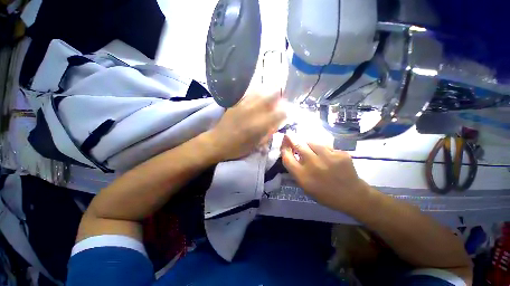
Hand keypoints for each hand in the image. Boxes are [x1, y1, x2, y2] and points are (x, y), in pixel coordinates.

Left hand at [207, 91, 286, 160]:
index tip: (286, 113)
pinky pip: (249, 93)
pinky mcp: (236, 103)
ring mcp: (244, 105)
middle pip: (272, 96)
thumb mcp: (256, 145)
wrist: (217, 142)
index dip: (285, 111)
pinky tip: (258, 95)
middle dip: (280, 97)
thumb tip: (276, 124)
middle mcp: (254, 112)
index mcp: (260, 125)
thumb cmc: (238, 148)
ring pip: (261, 91)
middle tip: (281, 101)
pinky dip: (257, 92)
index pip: (280, 112)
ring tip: (271, 96)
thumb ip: (268, 133)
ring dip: (269, 92)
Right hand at [280, 135, 368, 212]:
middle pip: (298, 145)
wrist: (352, 195)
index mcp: (303, 176)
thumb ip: (297, 171)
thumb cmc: (325, 194)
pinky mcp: (340, 154)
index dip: (284, 148)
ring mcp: (328, 157)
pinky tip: (326, 155)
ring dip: (308, 143)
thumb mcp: (305, 187)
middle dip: (291, 138)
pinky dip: (323, 149)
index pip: (287, 158)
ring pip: (313, 142)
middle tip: (289, 134)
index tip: (283, 143)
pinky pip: (327, 147)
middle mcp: (313, 165)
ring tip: (309, 146)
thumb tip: (291, 155)